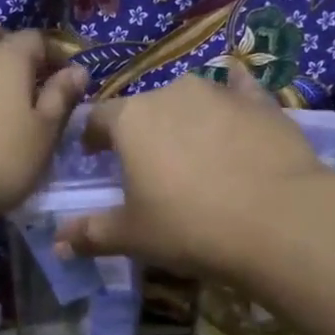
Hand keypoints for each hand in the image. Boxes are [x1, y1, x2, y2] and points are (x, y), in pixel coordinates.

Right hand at [53, 68, 332, 278]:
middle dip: (141, 132)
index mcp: (131, 120)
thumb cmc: (189, 226)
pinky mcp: (263, 103)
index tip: (93, 157)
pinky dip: (234, 101)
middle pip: (145, 108)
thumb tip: (57, 242)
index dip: (91, 137)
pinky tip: (239, 113)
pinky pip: (241, 92)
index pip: (98, 118)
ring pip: (191, 101)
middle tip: (148, 166)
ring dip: (185, 120)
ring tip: (194, 153)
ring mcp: (221, 93)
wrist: (277, 221)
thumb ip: (91, 233)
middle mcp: (172, 93)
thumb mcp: (132, 236)